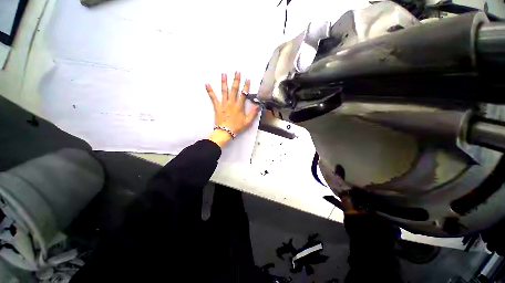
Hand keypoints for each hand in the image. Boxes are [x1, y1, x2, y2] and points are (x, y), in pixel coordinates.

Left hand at [206, 72, 259, 147]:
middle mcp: (231, 103)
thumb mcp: (247, 122)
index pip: (243, 94)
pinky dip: (210, 91)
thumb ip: (253, 114)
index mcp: (239, 106)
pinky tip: (207, 84)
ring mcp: (223, 104)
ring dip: (224, 82)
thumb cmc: (237, 127)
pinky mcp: (217, 106)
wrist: (225, 132)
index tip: (247, 79)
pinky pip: (213, 97)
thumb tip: (258, 106)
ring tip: (224, 74)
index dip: (246, 86)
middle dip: (236, 80)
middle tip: (237, 72)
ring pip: (224, 91)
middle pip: (234, 90)